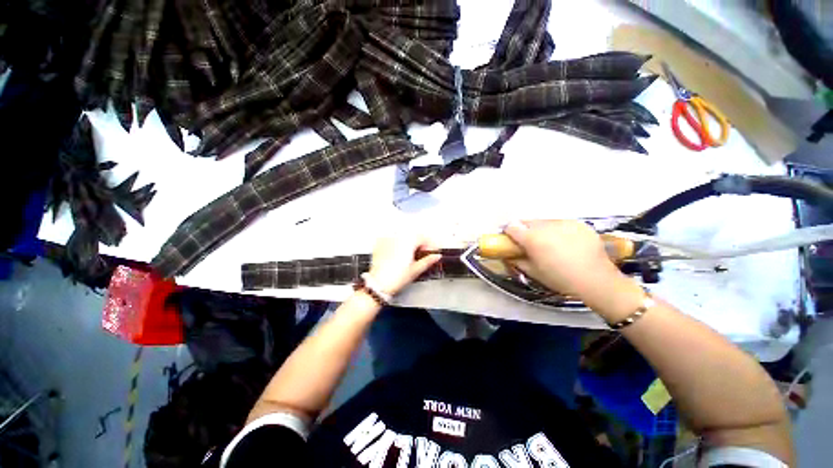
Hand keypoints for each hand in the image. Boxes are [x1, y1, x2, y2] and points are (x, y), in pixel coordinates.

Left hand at [368, 234, 440, 295]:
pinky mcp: (380, 243)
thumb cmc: (395, 278)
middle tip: (424, 254)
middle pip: (413, 235)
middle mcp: (397, 237)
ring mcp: (387, 239)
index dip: (430, 244)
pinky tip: (399, 253)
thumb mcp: (416, 270)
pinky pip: (392, 239)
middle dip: (420, 243)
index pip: (423, 237)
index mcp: (408, 241)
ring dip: (410, 242)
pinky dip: (398, 243)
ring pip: (403, 236)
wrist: (378, 284)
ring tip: (411, 254)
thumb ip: (428, 261)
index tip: (433, 251)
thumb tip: (436, 256)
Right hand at [503, 220, 622, 298]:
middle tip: (531, 243)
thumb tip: (509, 254)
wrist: (596, 279)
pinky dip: (558, 230)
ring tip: (550, 243)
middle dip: (525, 231)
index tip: (512, 241)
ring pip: (544, 222)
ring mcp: (563, 222)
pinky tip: (566, 243)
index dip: (509, 234)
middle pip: (527, 222)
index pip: (512, 227)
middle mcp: (545, 226)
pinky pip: (561, 223)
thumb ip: (517, 260)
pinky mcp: (578, 223)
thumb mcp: (533, 272)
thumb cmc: (560, 278)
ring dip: (541, 230)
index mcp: (532, 238)